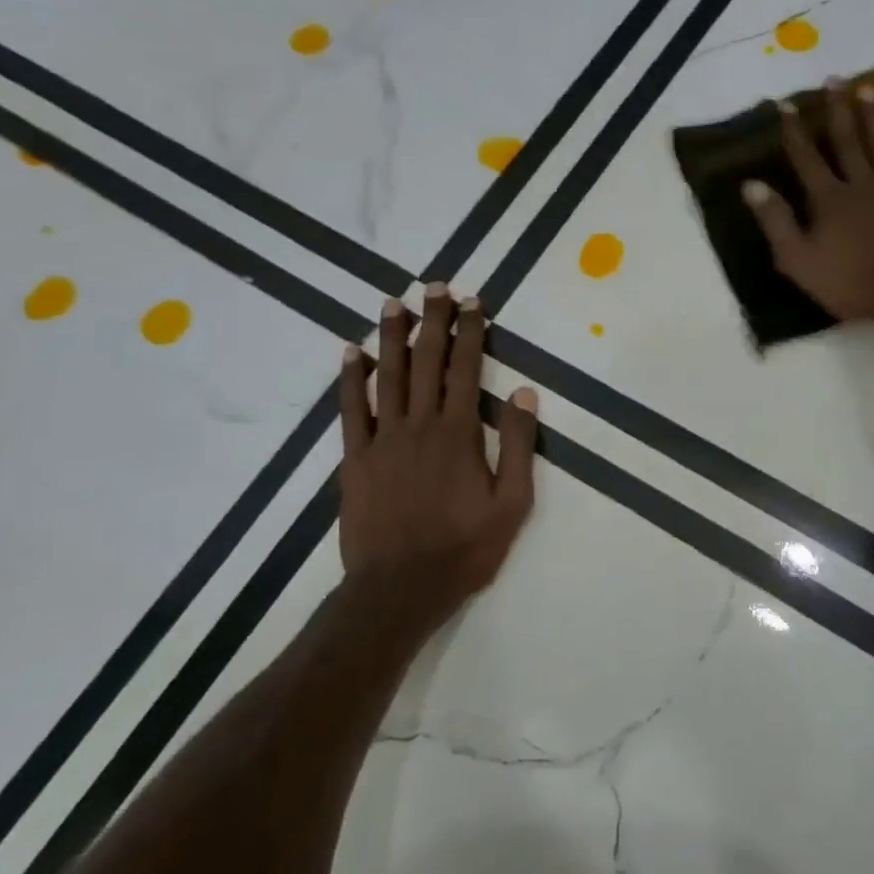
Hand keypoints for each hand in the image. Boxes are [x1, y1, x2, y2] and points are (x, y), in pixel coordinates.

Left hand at [338, 286, 538, 625]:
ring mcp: (382, 440)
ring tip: (395, 303)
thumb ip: (517, 445)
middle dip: (433, 321)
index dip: (470, 333)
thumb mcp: (512, 504)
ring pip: (387, 376)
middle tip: (436, 286)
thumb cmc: (465, 549)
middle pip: (426, 362)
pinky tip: (351, 352)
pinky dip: (350, 378)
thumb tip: (523, 391)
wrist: (400, 588)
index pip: (465, 369)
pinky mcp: (355, 458)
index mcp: (459, 433)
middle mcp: (419, 425)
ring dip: (392, 336)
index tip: (473, 302)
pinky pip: (351, 409)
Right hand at [742, 79, 873, 327]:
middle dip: (837, 110)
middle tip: (834, 78)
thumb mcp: (799, 260)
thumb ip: (776, 221)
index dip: (794, 131)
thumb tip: (750, 184)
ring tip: (867, 87)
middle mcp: (861, 183)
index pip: (806, 158)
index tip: (785, 103)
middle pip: (847, 140)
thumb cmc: (851, 284)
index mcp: (828, 200)